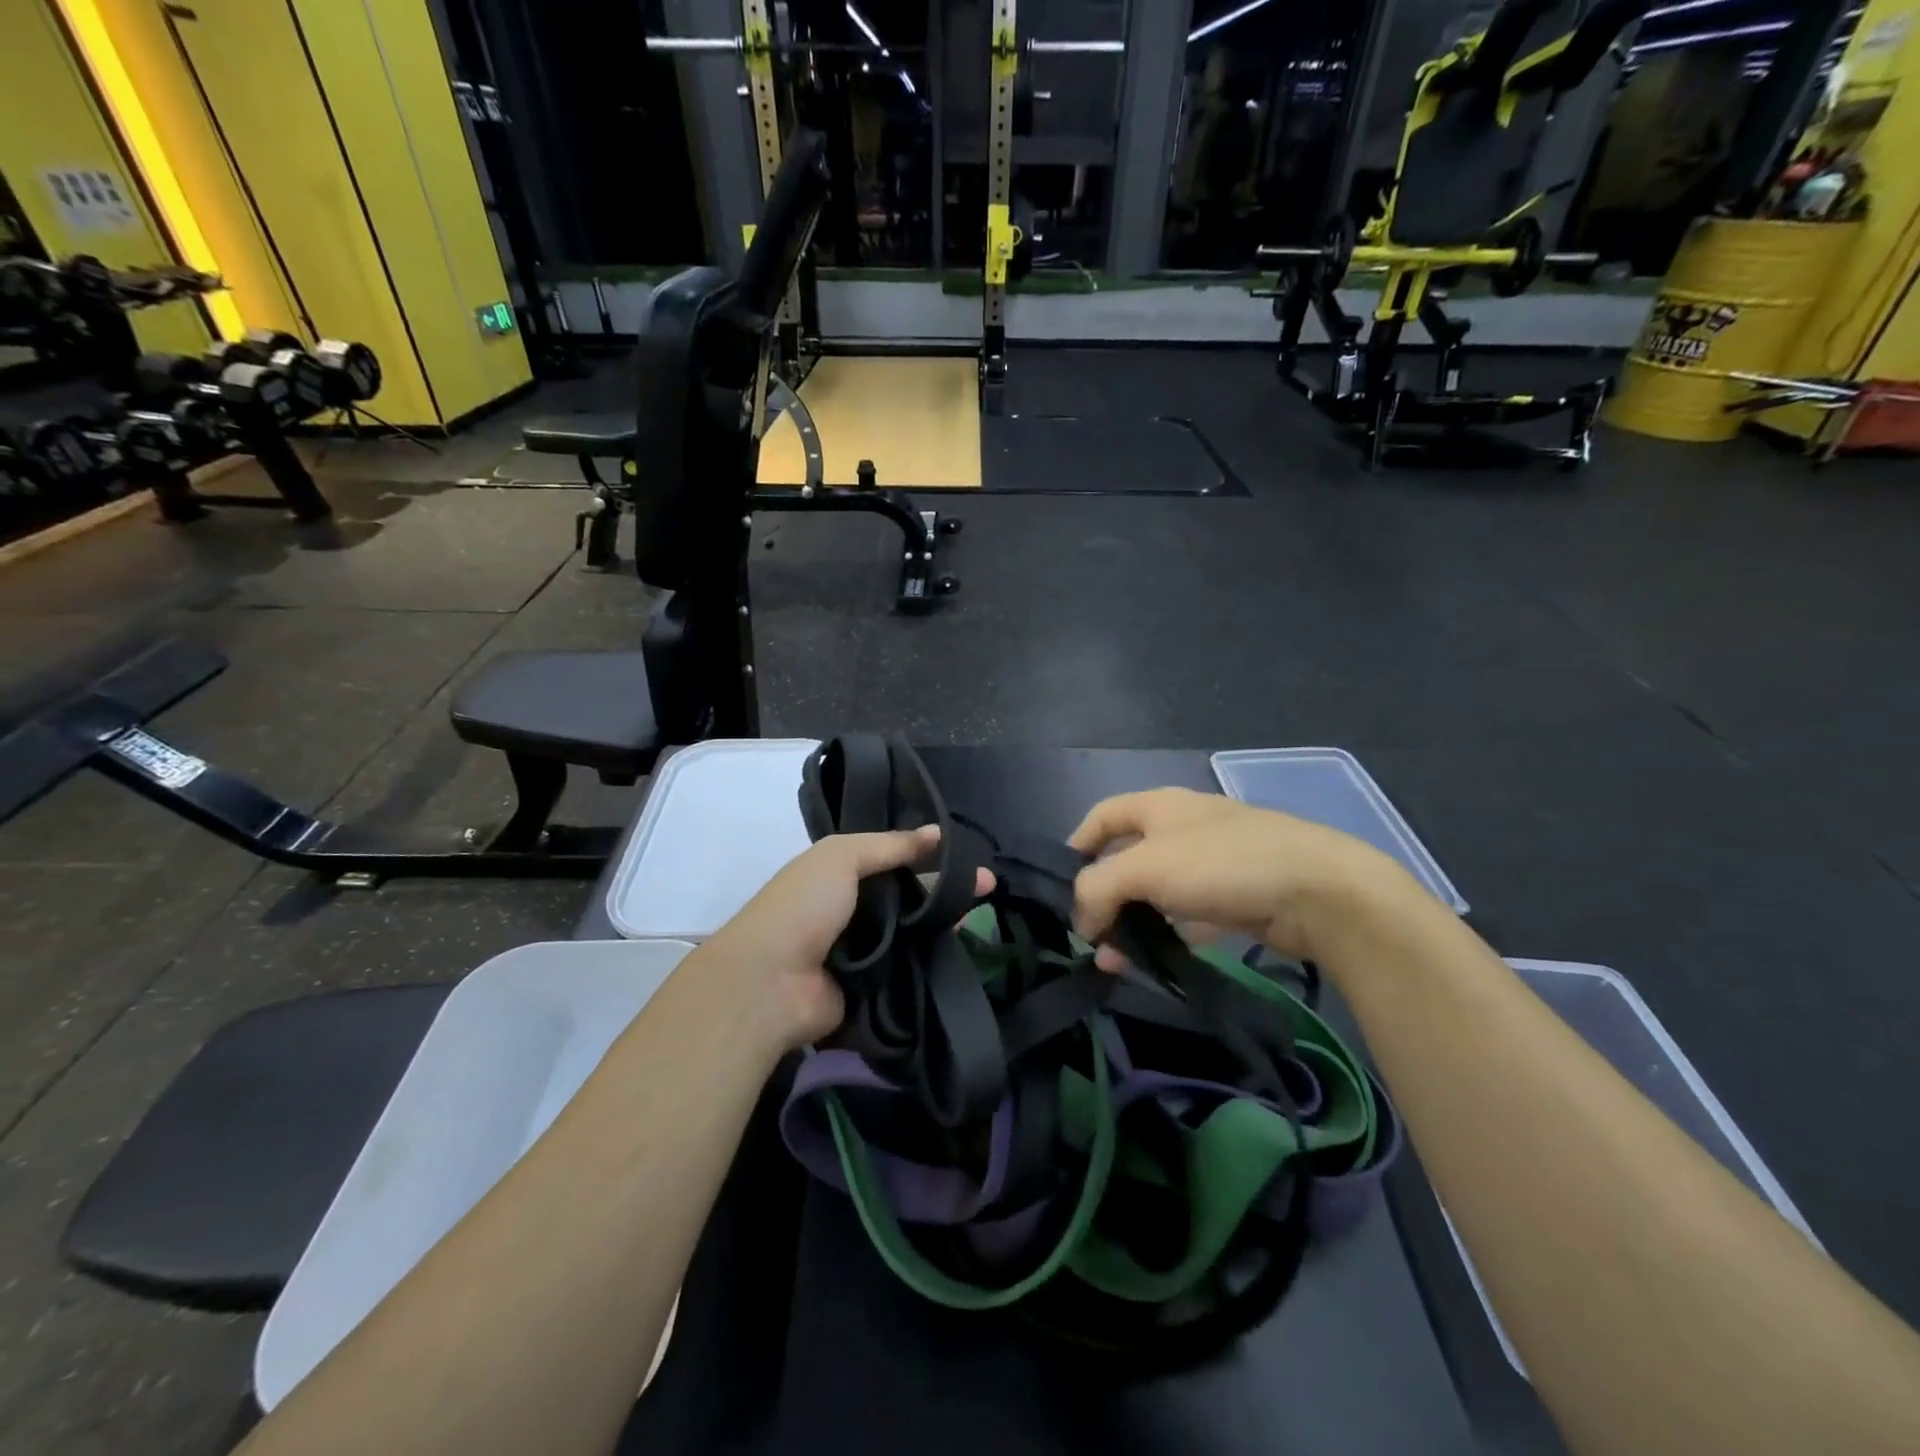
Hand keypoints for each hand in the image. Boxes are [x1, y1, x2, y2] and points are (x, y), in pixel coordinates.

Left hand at [699, 826, 989, 1051]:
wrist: (770, 983)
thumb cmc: (803, 906)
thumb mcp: (843, 856)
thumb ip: (892, 845)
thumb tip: (938, 832)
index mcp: (839, 874)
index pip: (893, 858)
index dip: (928, 853)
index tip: (967, 853)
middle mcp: (852, 910)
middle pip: (908, 896)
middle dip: (945, 889)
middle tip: (988, 886)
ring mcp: (863, 951)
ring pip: (913, 932)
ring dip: (944, 923)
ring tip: (985, 912)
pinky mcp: (873, 988)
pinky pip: (909, 967)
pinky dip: (933, 958)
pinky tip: (965, 946)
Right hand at [1068, 789, 1415, 965]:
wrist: (1319, 892)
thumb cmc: (1222, 864)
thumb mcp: (1146, 867)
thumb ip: (1098, 888)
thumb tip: (1081, 919)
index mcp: (1159, 806)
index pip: (1101, 816)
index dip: (1077, 847)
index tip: (1062, 889)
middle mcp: (1182, 828)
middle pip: (1127, 859)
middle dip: (1103, 897)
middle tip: (1090, 938)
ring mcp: (1212, 864)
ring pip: (1156, 893)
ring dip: (1131, 924)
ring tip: (1115, 963)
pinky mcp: (1235, 898)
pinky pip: (1187, 916)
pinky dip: (1167, 935)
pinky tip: (1156, 963)